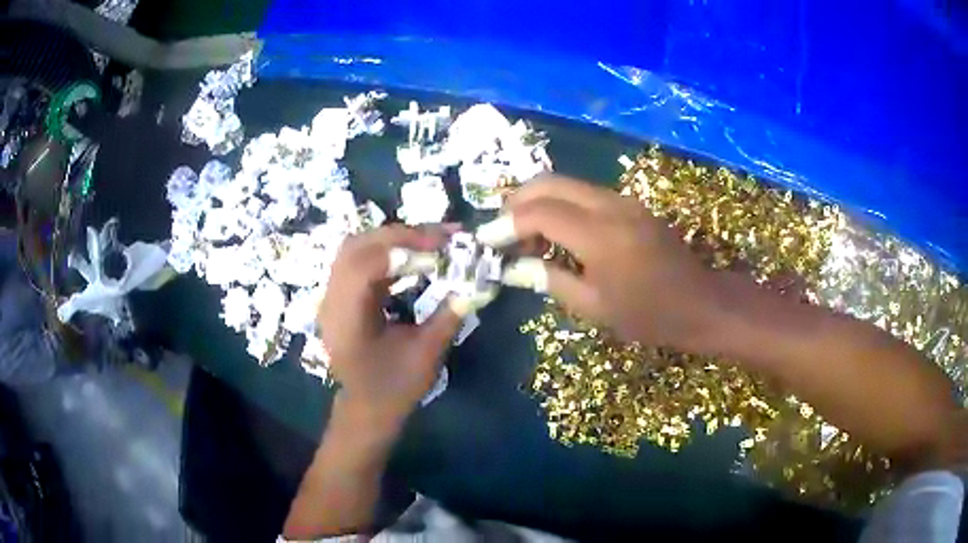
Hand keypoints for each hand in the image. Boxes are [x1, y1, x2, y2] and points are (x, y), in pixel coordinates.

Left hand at [318, 224, 461, 430]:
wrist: (367, 408)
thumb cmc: (395, 388)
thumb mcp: (426, 355)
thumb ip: (448, 315)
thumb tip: (476, 279)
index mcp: (346, 319)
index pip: (365, 265)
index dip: (403, 247)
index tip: (443, 244)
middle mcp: (331, 300)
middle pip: (357, 246)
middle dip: (400, 235)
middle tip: (441, 236)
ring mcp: (332, 295)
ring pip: (357, 247)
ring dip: (393, 239)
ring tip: (430, 241)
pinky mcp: (341, 294)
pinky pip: (361, 259)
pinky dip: (388, 251)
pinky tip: (412, 256)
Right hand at [480, 175, 726, 349]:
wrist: (700, 302)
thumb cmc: (649, 315)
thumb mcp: (594, 307)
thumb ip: (549, 280)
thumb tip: (513, 267)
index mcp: (599, 235)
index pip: (539, 212)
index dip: (506, 224)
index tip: (487, 240)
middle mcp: (609, 205)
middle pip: (549, 182)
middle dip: (517, 200)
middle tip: (502, 230)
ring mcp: (622, 200)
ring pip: (567, 184)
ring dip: (539, 201)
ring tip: (526, 235)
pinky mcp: (630, 204)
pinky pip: (585, 193)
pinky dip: (561, 205)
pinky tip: (557, 233)